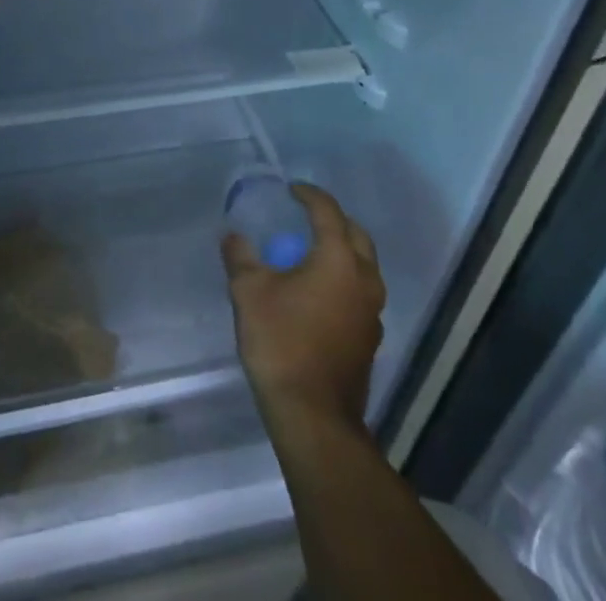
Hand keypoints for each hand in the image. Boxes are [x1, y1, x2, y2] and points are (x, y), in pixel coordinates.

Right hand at [223, 184, 385, 434]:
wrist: (313, 416)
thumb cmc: (282, 342)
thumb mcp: (249, 292)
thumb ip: (241, 257)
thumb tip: (233, 236)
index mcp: (339, 259)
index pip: (328, 212)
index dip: (309, 195)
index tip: (291, 189)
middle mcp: (364, 280)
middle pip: (356, 235)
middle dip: (333, 220)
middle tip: (307, 216)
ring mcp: (372, 312)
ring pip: (364, 266)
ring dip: (342, 251)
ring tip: (311, 251)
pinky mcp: (369, 338)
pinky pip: (360, 292)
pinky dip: (343, 279)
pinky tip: (318, 291)